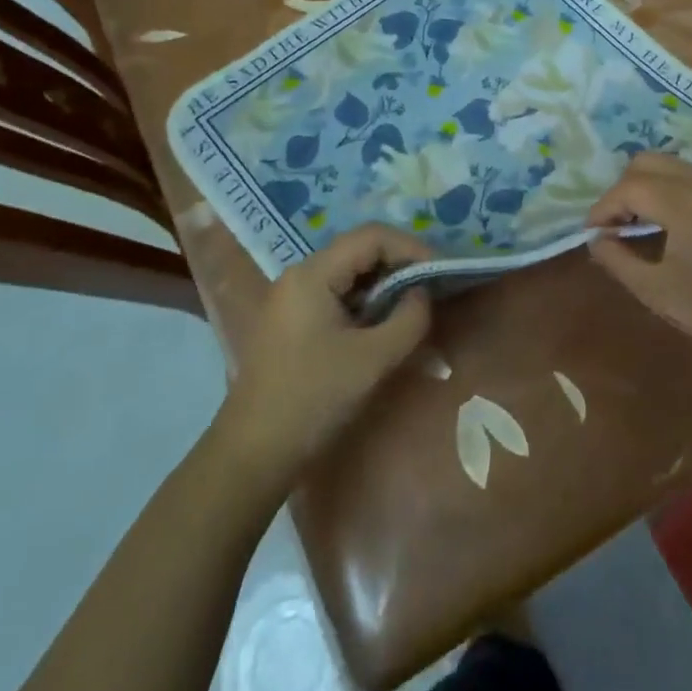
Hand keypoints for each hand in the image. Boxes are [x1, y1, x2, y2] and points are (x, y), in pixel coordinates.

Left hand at [223, 225, 431, 484]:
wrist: (253, 454)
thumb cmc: (313, 399)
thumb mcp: (373, 359)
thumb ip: (409, 319)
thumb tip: (423, 293)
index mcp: (313, 274)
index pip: (371, 237)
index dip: (411, 247)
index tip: (438, 273)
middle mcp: (300, 275)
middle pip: (359, 250)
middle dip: (400, 264)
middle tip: (431, 288)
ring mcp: (292, 298)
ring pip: (349, 273)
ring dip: (383, 284)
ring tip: (413, 306)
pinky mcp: (292, 321)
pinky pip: (337, 294)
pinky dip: (365, 301)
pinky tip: (383, 324)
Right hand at [587, 152, 691, 373]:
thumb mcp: (657, 290)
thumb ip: (618, 260)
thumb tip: (596, 240)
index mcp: (684, 203)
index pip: (629, 187)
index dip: (603, 207)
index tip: (592, 232)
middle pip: (649, 162)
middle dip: (624, 188)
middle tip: (615, 222)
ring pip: (675, 167)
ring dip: (650, 187)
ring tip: (640, 223)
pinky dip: (674, 191)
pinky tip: (673, 225)